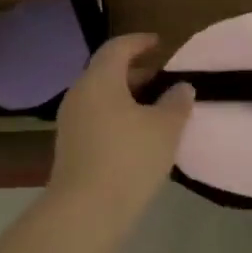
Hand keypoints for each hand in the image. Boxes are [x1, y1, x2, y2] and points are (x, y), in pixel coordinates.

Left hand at [48, 34, 194, 223]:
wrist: (86, 210)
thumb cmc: (129, 158)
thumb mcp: (165, 128)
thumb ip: (176, 102)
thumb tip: (181, 87)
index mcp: (99, 79)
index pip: (118, 47)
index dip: (139, 42)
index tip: (159, 43)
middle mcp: (79, 94)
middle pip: (107, 72)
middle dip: (135, 73)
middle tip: (162, 80)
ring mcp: (70, 122)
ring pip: (101, 97)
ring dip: (126, 98)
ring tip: (155, 110)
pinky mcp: (70, 146)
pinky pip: (96, 118)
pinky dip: (117, 117)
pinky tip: (137, 136)